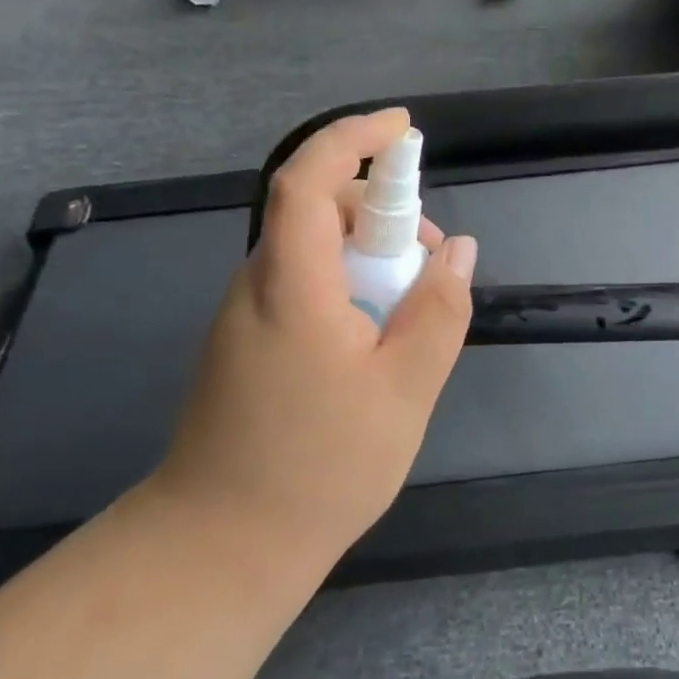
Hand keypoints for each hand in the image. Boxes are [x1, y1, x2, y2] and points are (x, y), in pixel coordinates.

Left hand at [148, 108, 478, 560]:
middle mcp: (258, 283)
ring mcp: (247, 311)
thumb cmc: (318, 469)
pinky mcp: (248, 337)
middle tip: (431, 256)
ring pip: (314, 245)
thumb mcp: (404, 391)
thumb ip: (439, 312)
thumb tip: (459, 250)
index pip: (308, 179)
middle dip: (382, 208)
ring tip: (413, 303)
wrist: (218, 550)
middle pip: (317, 207)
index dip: (353, 137)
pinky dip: (349, 280)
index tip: (403, 128)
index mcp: (292, 285)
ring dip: (369, 250)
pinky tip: (377, 334)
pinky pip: (305, 279)